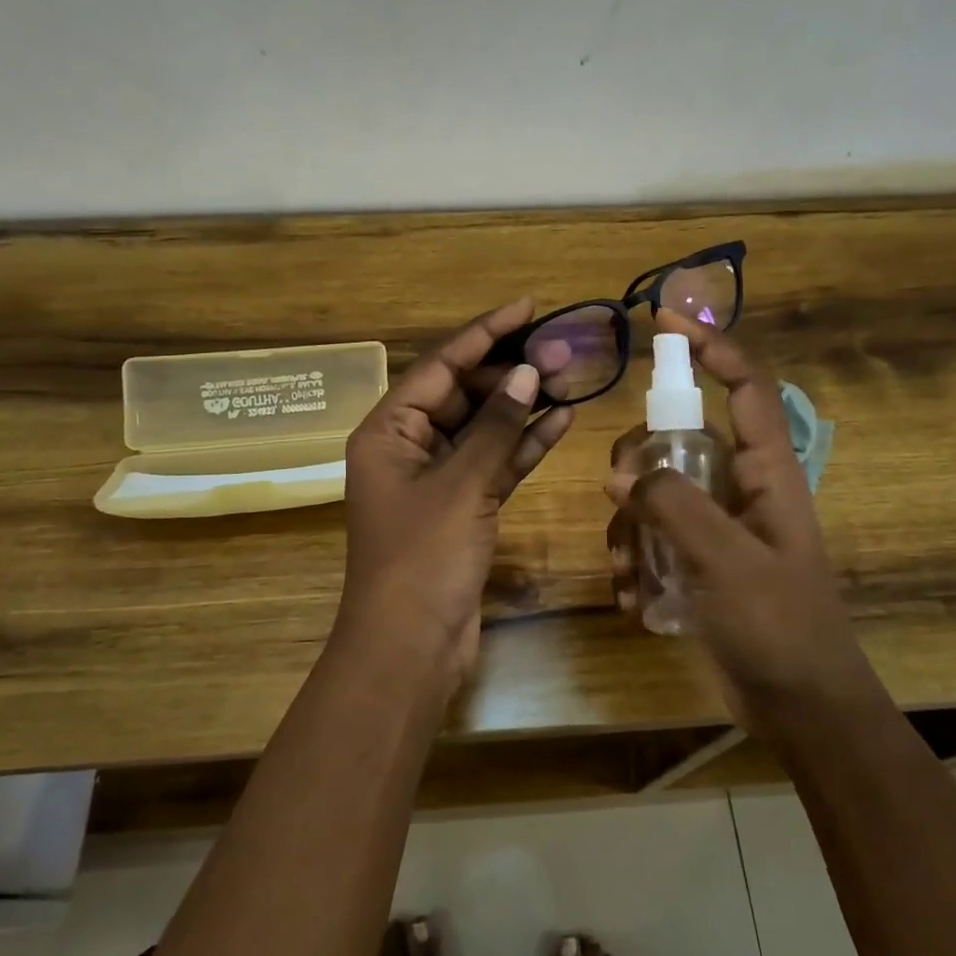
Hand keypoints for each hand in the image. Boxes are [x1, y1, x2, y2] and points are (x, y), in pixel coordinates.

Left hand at [336, 299, 573, 687]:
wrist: (411, 648)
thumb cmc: (423, 559)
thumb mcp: (461, 485)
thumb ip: (494, 427)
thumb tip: (527, 373)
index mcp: (387, 431)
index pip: (440, 366)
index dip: (484, 333)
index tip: (526, 306)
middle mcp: (408, 447)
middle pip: (463, 393)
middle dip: (510, 370)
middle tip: (560, 348)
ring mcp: (437, 479)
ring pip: (483, 428)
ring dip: (522, 405)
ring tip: (569, 376)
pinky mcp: (463, 507)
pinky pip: (495, 463)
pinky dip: (523, 444)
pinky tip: (561, 421)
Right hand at [606, 312, 863, 732]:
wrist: (802, 710)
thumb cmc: (781, 628)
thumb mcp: (727, 562)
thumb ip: (676, 506)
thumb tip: (624, 472)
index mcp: (768, 473)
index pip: (745, 387)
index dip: (712, 347)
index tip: (665, 323)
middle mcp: (741, 488)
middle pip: (680, 438)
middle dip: (641, 459)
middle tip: (618, 493)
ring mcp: (718, 526)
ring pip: (657, 490)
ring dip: (631, 524)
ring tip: (628, 571)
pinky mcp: (699, 560)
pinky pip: (653, 536)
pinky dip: (635, 559)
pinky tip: (632, 598)